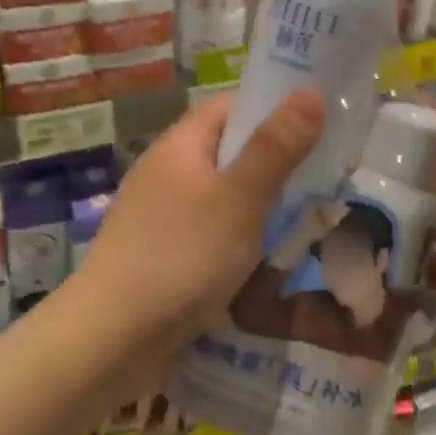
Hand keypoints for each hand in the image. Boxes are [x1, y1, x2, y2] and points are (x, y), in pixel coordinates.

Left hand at [71, 89, 325, 383]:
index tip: (320, 124)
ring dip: (262, 207)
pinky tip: (265, 263)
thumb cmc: (180, 257)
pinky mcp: (163, 253)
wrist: (109, 342)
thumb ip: (276, 147)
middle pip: (231, 151)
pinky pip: (212, 232)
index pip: (232, 106)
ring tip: (306, 223)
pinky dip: (241, 240)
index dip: (274, 108)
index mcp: (181, 144)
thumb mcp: (239, 199)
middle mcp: (169, 171)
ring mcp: (162, 214)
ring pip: (225, 196)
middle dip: (277, 164)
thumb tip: (311, 92)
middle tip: (326, 180)